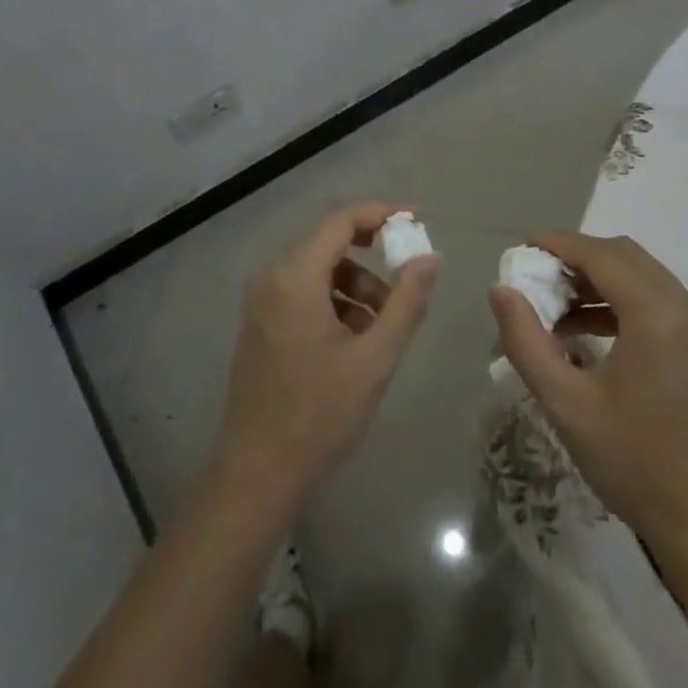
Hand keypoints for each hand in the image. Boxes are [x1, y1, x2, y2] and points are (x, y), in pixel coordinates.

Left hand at [213, 202, 439, 506]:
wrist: (257, 474)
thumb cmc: (320, 413)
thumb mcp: (375, 357)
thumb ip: (407, 301)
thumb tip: (430, 256)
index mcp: (294, 277)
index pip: (340, 220)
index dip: (381, 213)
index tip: (416, 221)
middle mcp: (272, 278)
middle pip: (328, 242)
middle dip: (372, 256)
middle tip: (408, 278)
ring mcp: (261, 303)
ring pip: (318, 270)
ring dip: (356, 285)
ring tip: (384, 325)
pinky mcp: (261, 325)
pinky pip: (303, 293)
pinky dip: (335, 302)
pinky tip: (356, 341)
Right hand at [490, 232, 687, 545]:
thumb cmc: (632, 462)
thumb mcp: (566, 403)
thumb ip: (526, 341)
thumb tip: (500, 290)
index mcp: (658, 316)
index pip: (603, 256)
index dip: (560, 244)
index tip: (522, 247)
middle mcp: (687, 307)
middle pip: (624, 256)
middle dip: (576, 257)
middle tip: (534, 275)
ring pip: (641, 275)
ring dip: (597, 279)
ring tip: (552, 304)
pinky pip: (656, 299)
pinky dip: (618, 300)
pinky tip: (584, 328)